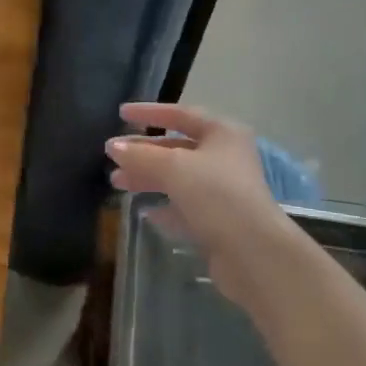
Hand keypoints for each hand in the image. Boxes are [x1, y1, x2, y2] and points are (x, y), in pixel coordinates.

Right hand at [105, 103, 291, 301]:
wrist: (253, 252)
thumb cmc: (216, 195)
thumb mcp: (174, 168)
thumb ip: (140, 155)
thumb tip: (112, 146)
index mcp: (222, 133)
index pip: (180, 114)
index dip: (149, 112)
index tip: (121, 114)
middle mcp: (225, 157)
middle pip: (177, 148)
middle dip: (143, 151)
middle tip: (112, 155)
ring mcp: (223, 190)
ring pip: (178, 177)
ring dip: (148, 177)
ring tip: (117, 182)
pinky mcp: (219, 220)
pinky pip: (185, 205)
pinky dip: (164, 205)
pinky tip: (144, 210)